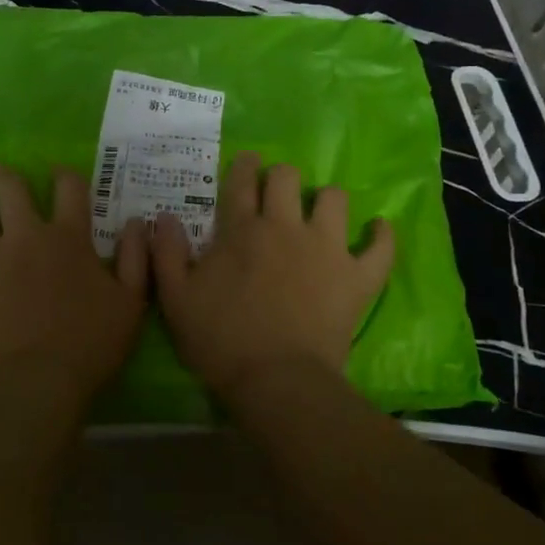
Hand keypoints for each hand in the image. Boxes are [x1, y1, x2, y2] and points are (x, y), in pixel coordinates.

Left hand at [0, 162, 149, 405]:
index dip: (65, 176)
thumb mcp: (130, 303)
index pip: (69, 191)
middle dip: (5, 175)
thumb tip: (140, 221)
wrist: (31, 385)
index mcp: (68, 238)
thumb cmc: (87, 345)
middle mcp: (25, 236)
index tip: (60, 171)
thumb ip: (135, 258)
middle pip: (13, 191)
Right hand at [152, 152, 393, 403]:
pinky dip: (381, 236)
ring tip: (321, 214)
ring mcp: (326, 249)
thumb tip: (163, 218)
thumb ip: (167, 254)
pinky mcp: (356, 277)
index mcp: (242, 230)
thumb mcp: (176, 300)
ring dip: (326, 201)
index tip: (248, 161)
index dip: (244, 165)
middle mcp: (285, 227)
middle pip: (288, 177)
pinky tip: (378, 229)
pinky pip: (379, 248)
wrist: (276, 382)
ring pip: (335, 199)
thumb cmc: (221, 341)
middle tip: (277, 196)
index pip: (242, 180)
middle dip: (282, 178)